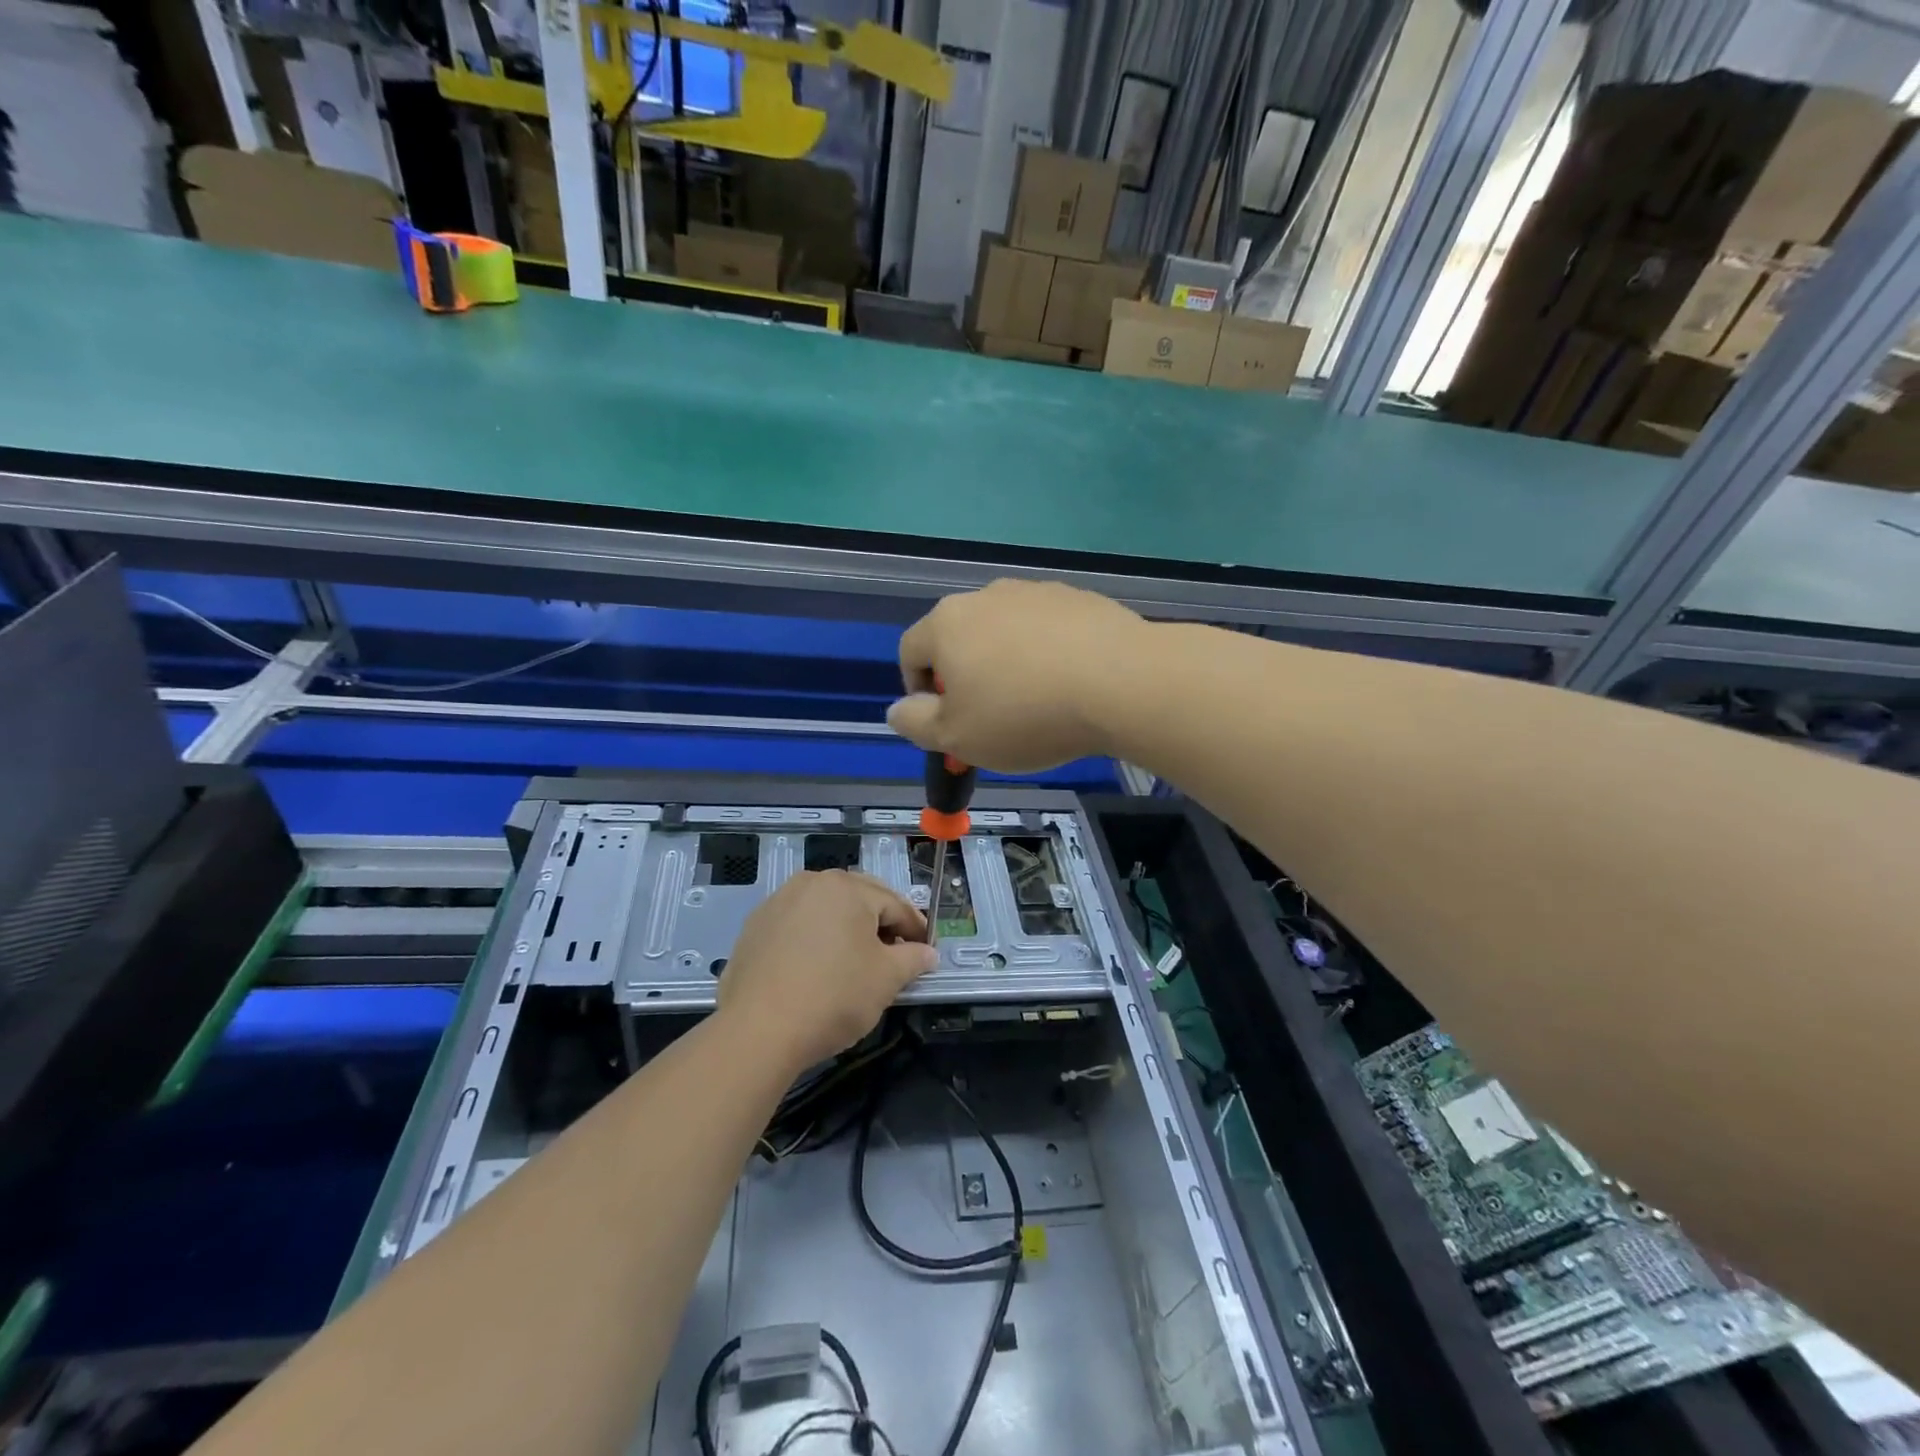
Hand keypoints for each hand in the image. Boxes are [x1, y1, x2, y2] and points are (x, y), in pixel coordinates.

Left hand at [716, 871, 934, 1071]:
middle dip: (881, 924)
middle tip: (896, 955)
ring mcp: (778, 902)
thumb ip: (913, 959)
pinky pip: (797, 925)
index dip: (916, 929)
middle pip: (859, 899)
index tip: (927, 951)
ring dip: (846, 929)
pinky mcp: (754, 927)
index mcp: (847, 887)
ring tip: (857, 961)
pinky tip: (817, 968)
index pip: (895, 904)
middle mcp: (811, 882)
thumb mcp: (886, 979)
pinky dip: (815, 939)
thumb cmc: (834, 997)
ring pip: (826, 910)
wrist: (758, 1030)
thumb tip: (927, 953)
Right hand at [887, 579, 1147, 771]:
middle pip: (960, 638)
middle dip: (966, 678)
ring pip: (1006, 632)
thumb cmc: (1025, 715)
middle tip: (990, 719)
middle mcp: (987, 596)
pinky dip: (1048, 653)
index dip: (916, 690)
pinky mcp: (1079, 597)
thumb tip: (898, 709)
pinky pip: (1048, 629)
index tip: (943, 722)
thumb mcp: (956, 738)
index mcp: (947, 623)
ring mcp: (1036, 592)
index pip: (910, 651)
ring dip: (1008, 663)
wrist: (1121, 682)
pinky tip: (1070, 683)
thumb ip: (915, 724)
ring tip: (1036, 702)